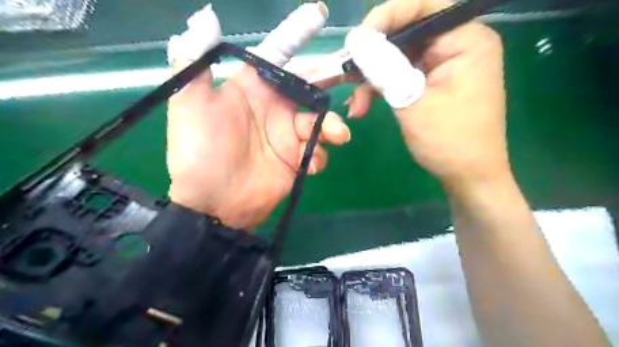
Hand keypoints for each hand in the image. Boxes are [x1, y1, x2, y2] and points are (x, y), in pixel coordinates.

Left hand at [165, 5, 346, 229]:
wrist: (212, 204)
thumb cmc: (200, 152)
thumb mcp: (189, 105)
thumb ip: (194, 62)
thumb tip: (205, 18)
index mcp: (252, 89)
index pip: (278, 55)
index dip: (297, 34)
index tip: (318, 13)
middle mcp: (273, 109)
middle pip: (309, 88)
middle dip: (328, 82)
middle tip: (348, 79)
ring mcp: (287, 137)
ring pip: (319, 123)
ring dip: (330, 127)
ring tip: (336, 135)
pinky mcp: (295, 162)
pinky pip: (316, 152)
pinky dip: (319, 155)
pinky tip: (309, 164)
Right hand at [324, 0, 507, 188]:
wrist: (467, 176)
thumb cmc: (449, 141)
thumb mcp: (412, 102)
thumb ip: (385, 68)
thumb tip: (356, 39)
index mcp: (466, 40)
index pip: (423, 6)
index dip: (385, 18)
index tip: (355, 42)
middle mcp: (457, 44)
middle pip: (406, 33)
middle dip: (372, 56)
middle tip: (346, 73)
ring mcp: (444, 64)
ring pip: (398, 57)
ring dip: (372, 79)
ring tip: (355, 104)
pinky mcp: (432, 82)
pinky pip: (401, 74)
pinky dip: (381, 88)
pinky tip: (363, 105)